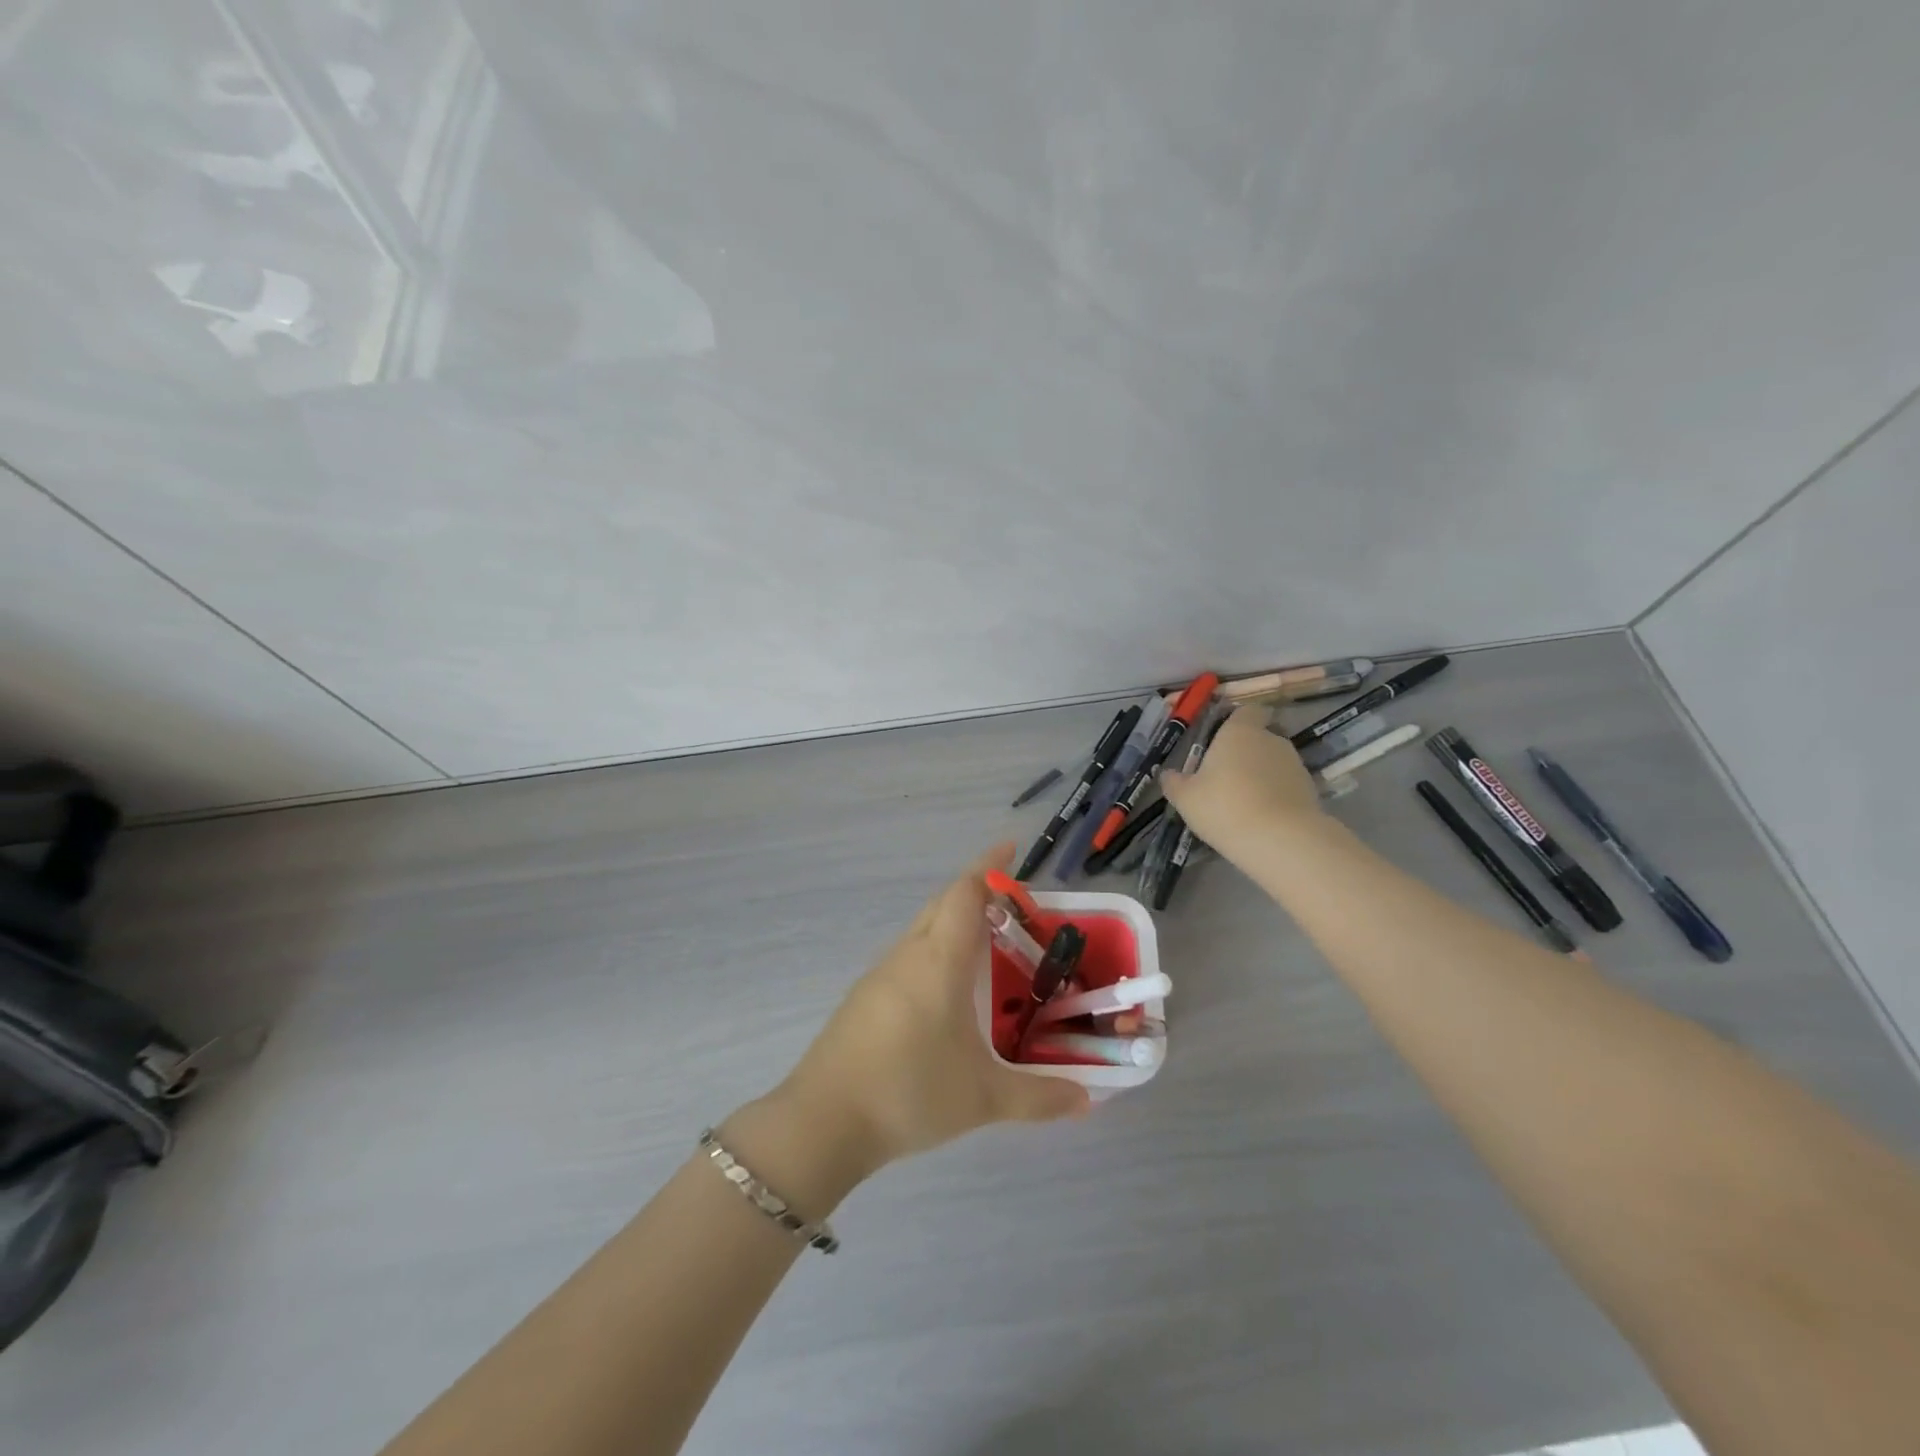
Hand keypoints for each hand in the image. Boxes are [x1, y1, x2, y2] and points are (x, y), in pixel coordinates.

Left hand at [771, 846, 1090, 1176]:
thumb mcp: (983, 1098)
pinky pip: (908, 956)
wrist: (823, 1120)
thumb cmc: (910, 1091)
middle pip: (943, 903)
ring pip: (923, 929)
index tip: (1012, 848)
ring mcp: (880, 974)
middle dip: (976, 892)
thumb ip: (1038, 1097)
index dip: (989, 866)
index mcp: (939, 960)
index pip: (965, 893)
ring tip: (988, 947)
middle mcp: (908, 954)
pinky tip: (948, 991)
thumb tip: (1086, 1100)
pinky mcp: (864, 998)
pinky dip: (935, 952)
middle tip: (1014, 907)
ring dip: (953, 923)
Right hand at [1161, 705, 1322, 860]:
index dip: (1237, 721)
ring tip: (1244, 802)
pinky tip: (1262, 817)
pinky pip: (1286, 786)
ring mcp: (1295, 764)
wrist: (1280, 839)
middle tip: (1225, 777)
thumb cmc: (1224, 807)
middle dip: (1246, 753)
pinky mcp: (1310, 789)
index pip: (1247, 711)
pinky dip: (1276, 795)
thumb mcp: (1186, 798)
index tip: (1223, 739)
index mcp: (1239, 732)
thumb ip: (1175, 782)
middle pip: (1260, 737)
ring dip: (1262, 775)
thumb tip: (1168, 774)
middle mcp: (1271, 740)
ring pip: (1274, 762)